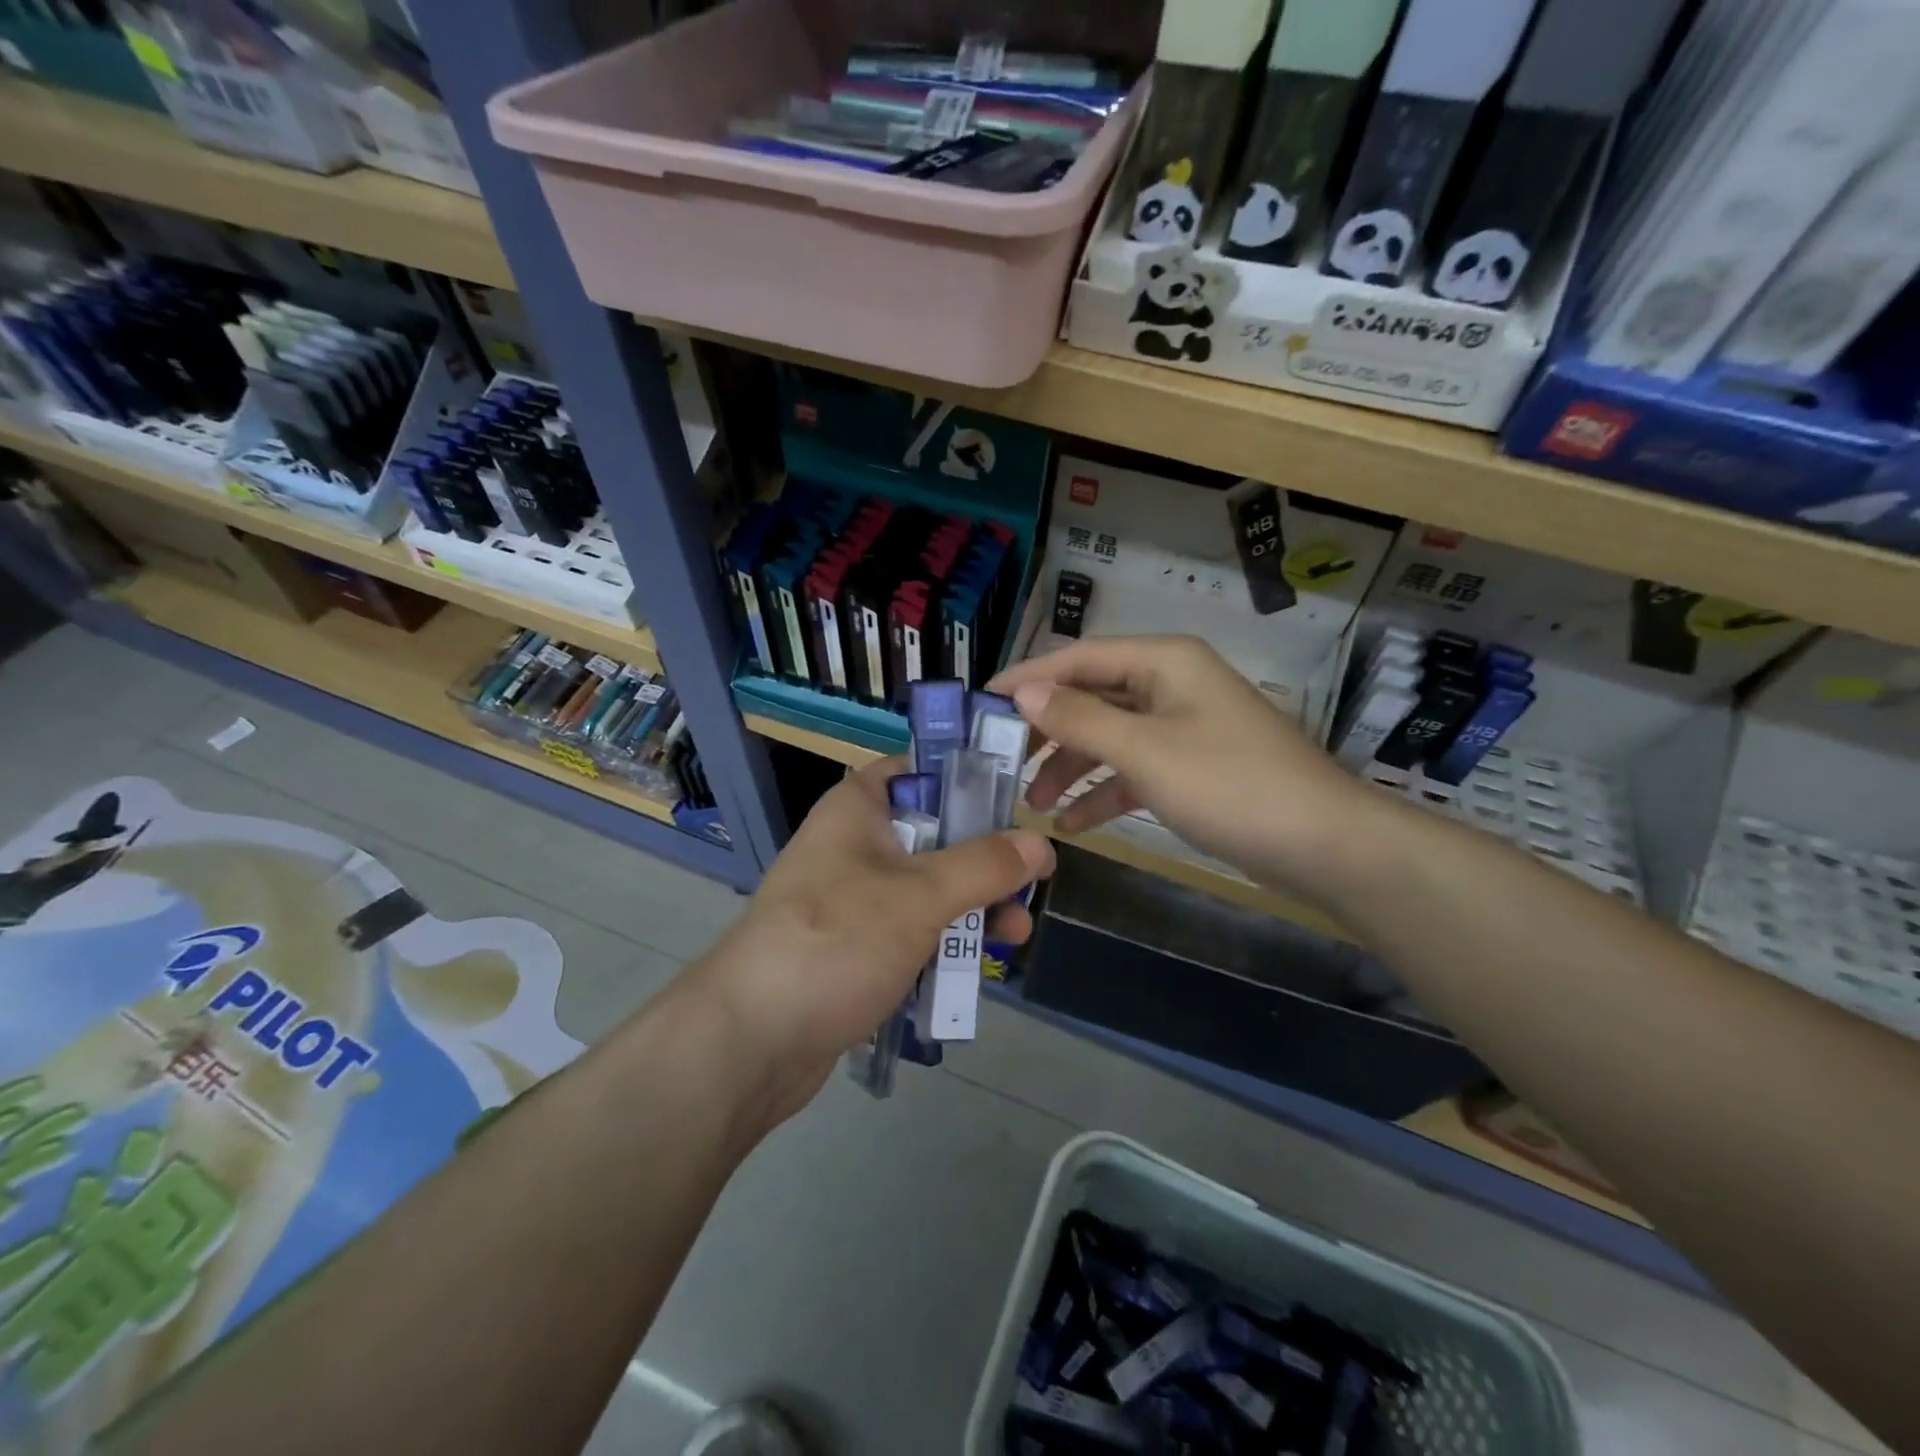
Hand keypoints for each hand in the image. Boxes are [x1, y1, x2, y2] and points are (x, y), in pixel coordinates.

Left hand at [693, 757, 1053, 1126]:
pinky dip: (943, 944)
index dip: (969, 780)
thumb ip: (984, 866)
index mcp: (858, 808)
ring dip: (973, 909)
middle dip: (985, 862)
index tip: (1017, 805)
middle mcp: (855, 845)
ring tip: (1015, 938)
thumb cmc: (836, 941)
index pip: (919, 769)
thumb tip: (1040, 842)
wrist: (751, 1040)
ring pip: (928, 889)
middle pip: (935, 834)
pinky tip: (976, 969)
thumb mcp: (920, 895)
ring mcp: (853, 900)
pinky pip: (912, 933)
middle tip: (1031, 887)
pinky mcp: (855, 948)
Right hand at [989, 636, 1370, 898]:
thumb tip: (1022, 691)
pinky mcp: (1192, 766)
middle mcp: (1170, 684)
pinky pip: (1133, 769)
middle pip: (1091, 698)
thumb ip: (1079, 719)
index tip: (981, 703)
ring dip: (1071, 768)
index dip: (1027, 678)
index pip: (1078, 658)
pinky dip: (1104, 792)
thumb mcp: (1145, 751)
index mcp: (1162, 661)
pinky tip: (1073, 824)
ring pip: (1109, 737)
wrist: (1325, 844)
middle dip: (1048, 732)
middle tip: (1003, 763)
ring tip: (1034, 805)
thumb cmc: (1230, 785)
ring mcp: (1182, 726)